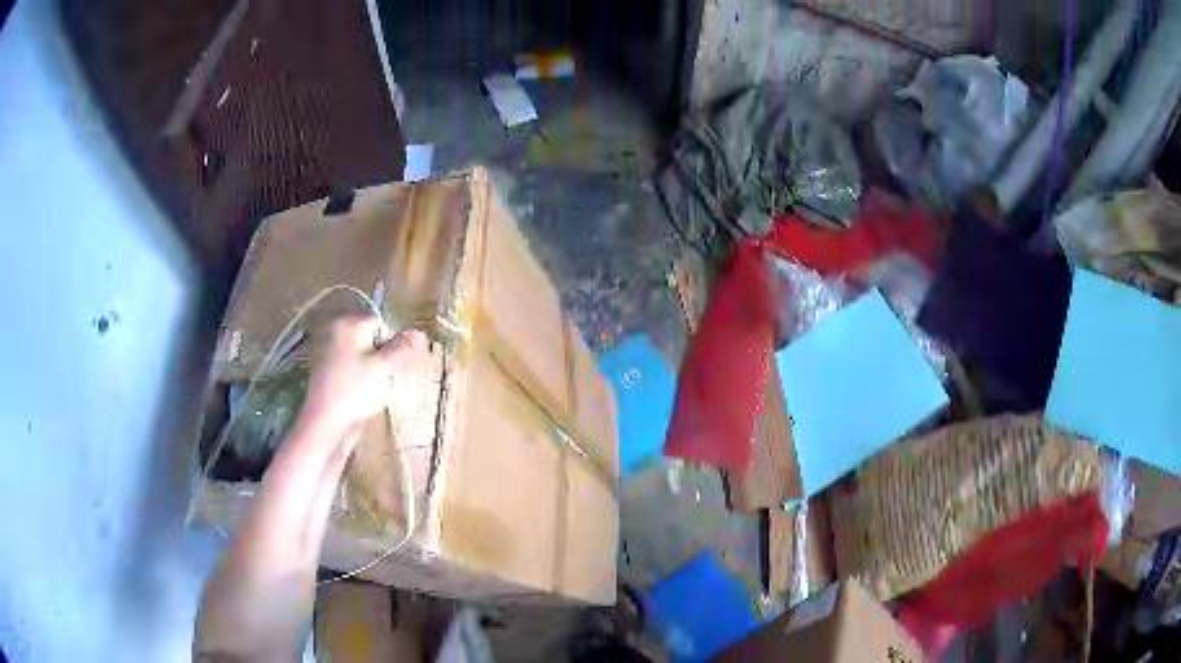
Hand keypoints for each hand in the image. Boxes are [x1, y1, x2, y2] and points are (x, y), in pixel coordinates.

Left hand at [295, 317, 428, 446]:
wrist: (327, 424)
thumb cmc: (355, 390)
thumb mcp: (384, 367)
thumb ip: (402, 348)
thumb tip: (421, 333)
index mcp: (347, 325)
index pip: (380, 322)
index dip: (394, 340)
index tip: (401, 361)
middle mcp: (336, 335)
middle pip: (372, 339)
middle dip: (386, 356)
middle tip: (392, 376)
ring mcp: (332, 357)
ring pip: (365, 357)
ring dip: (377, 371)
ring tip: (380, 388)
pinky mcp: (331, 377)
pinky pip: (355, 371)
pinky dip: (365, 380)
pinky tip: (369, 396)